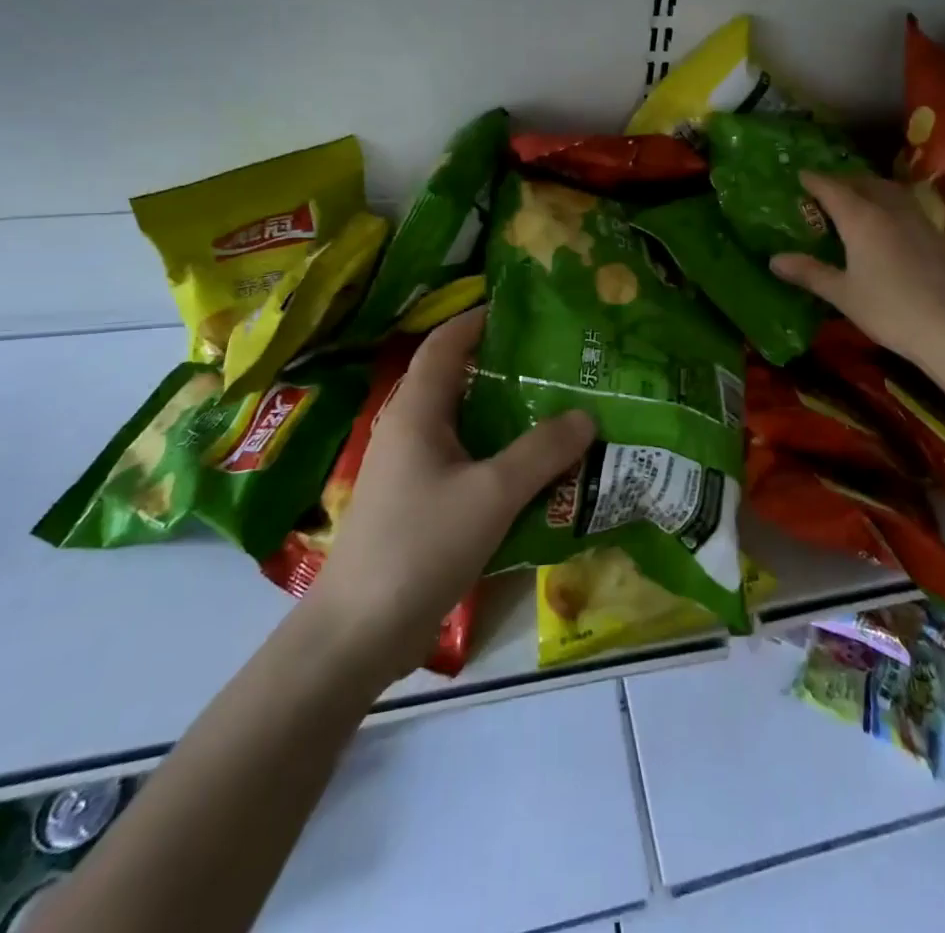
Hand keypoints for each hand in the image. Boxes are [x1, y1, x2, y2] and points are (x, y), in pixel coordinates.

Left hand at [304, 308, 593, 684]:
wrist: (357, 635)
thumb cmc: (419, 546)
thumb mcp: (491, 494)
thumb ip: (541, 452)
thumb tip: (587, 416)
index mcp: (417, 411)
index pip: (445, 342)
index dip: (479, 318)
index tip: (526, 309)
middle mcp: (411, 430)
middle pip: (460, 379)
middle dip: (507, 366)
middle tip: (561, 361)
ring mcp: (413, 469)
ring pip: (466, 424)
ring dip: (508, 414)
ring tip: (560, 407)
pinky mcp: (421, 503)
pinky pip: (467, 461)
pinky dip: (501, 454)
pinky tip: (538, 468)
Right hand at [771, 171, 944, 376]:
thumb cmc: (887, 309)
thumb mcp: (842, 294)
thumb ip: (809, 272)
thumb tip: (775, 259)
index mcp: (862, 219)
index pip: (833, 189)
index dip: (815, 180)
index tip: (801, 175)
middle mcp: (890, 210)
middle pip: (864, 183)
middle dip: (843, 181)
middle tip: (827, 189)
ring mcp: (919, 220)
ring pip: (891, 191)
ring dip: (871, 188)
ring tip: (859, 199)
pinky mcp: (938, 236)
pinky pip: (910, 208)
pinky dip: (892, 206)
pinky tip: (892, 225)